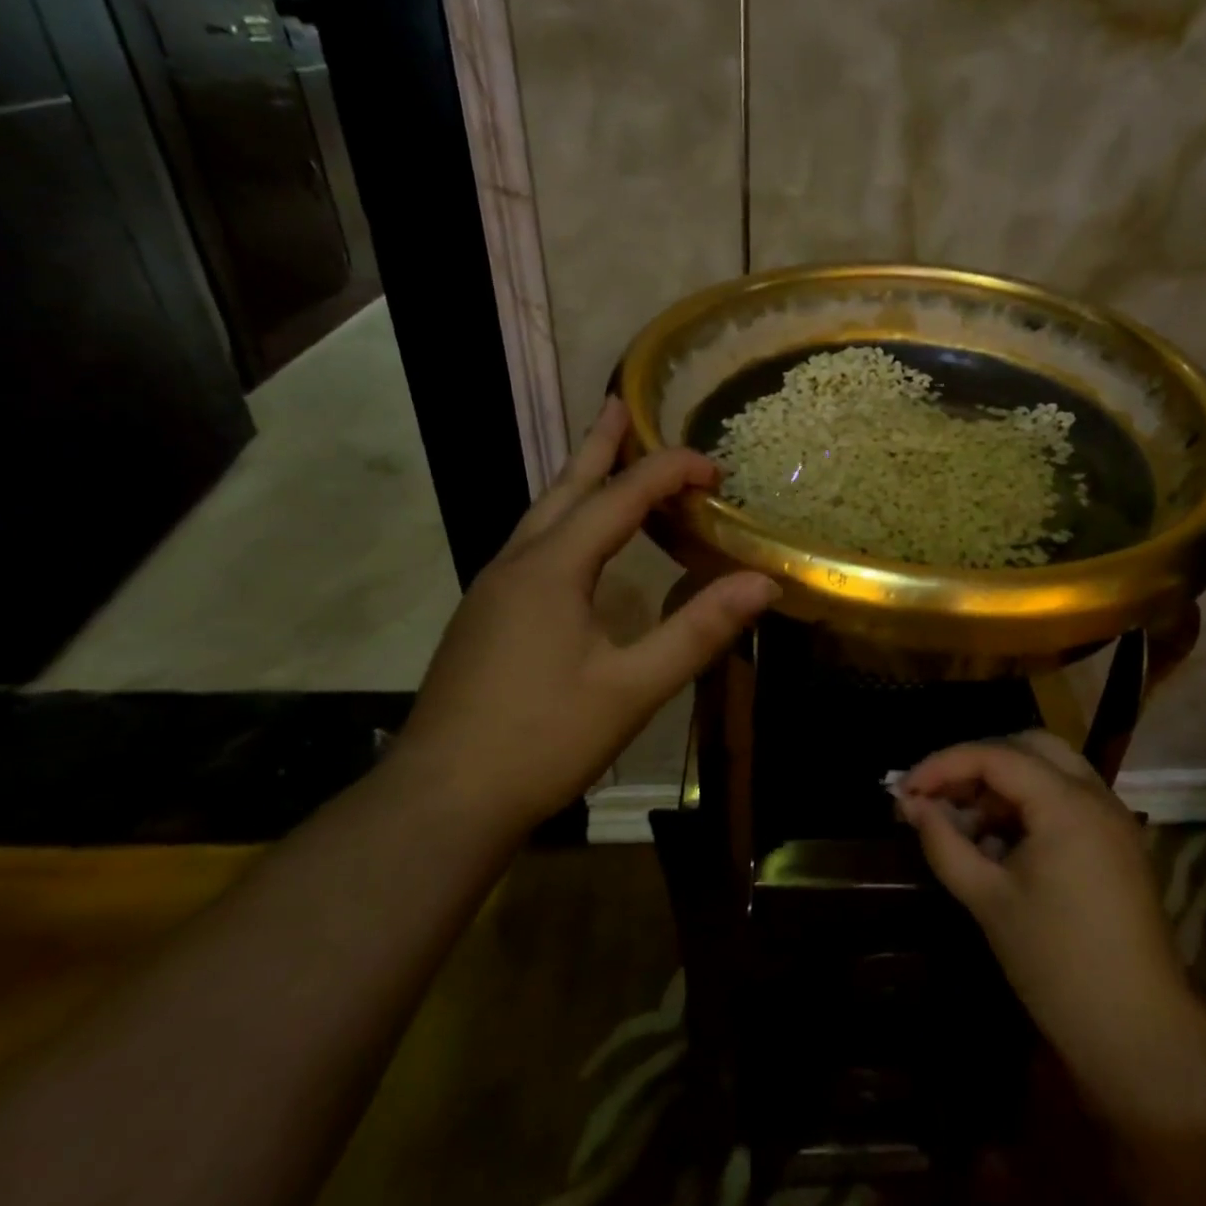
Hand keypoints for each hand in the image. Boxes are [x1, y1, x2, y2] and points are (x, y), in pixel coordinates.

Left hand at [398, 398, 778, 826]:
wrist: (441, 800)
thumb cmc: (542, 740)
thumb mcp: (632, 688)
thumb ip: (698, 631)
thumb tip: (763, 583)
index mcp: (552, 568)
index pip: (620, 497)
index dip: (670, 472)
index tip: (716, 468)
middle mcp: (517, 564)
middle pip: (564, 488)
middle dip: (599, 447)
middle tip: (620, 406)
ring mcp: (493, 591)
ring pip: (541, 516)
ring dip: (576, 482)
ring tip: (601, 459)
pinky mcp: (485, 618)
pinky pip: (531, 547)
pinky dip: (563, 522)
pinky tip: (574, 546)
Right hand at [898, 731, 1193, 1106]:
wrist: (1139, 1034)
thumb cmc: (1057, 965)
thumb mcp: (988, 899)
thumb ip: (944, 842)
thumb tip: (911, 804)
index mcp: (1067, 804)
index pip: (995, 755)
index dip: (944, 764)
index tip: (906, 788)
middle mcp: (1096, 795)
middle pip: (1027, 746)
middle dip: (976, 763)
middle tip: (939, 795)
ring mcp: (1113, 817)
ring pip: (1049, 769)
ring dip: (1003, 783)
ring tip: (964, 821)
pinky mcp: (1117, 842)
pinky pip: (1066, 797)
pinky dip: (1029, 804)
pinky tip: (1000, 842)